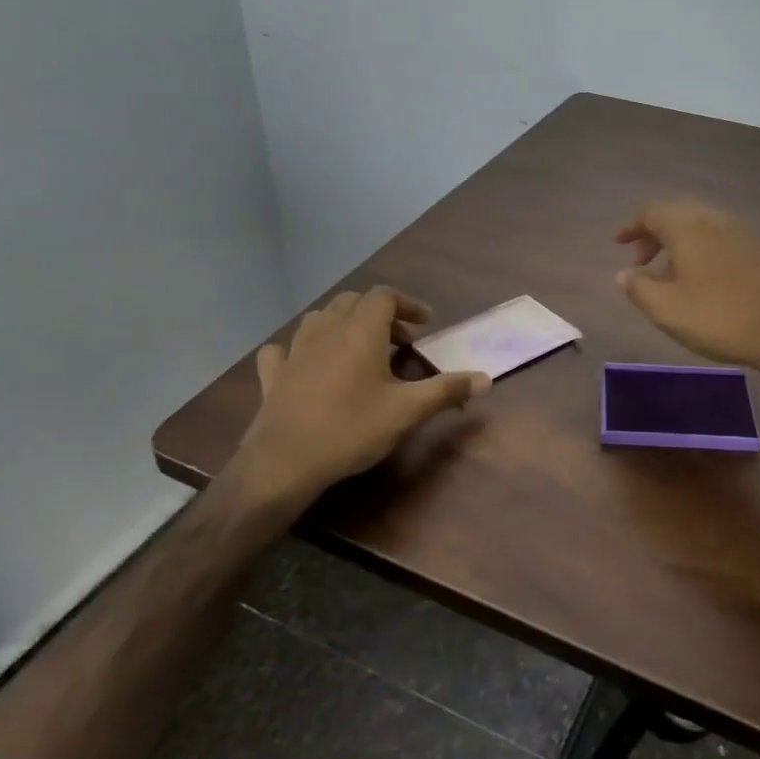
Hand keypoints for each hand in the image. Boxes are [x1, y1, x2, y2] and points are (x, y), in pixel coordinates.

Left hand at [228, 286, 489, 502]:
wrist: (285, 462)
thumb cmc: (352, 428)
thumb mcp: (408, 411)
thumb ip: (447, 390)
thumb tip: (486, 379)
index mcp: (360, 331)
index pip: (384, 296)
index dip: (407, 304)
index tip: (426, 323)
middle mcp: (326, 330)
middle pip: (353, 302)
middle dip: (379, 314)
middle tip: (399, 341)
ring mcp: (294, 350)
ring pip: (319, 319)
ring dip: (342, 324)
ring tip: (359, 349)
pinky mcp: (272, 375)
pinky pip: (284, 349)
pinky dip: (300, 349)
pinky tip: (306, 364)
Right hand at [615, 198, 759, 380]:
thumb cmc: (718, 317)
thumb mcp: (666, 309)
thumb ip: (638, 288)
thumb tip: (624, 274)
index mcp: (687, 227)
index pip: (652, 212)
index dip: (632, 227)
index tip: (619, 245)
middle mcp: (713, 220)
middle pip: (676, 213)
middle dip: (654, 232)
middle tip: (640, 259)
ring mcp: (739, 233)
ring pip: (699, 225)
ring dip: (677, 241)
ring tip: (666, 273)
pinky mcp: (756, 250)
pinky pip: (717, 237)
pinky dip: (699, 249)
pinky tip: (698, 279)